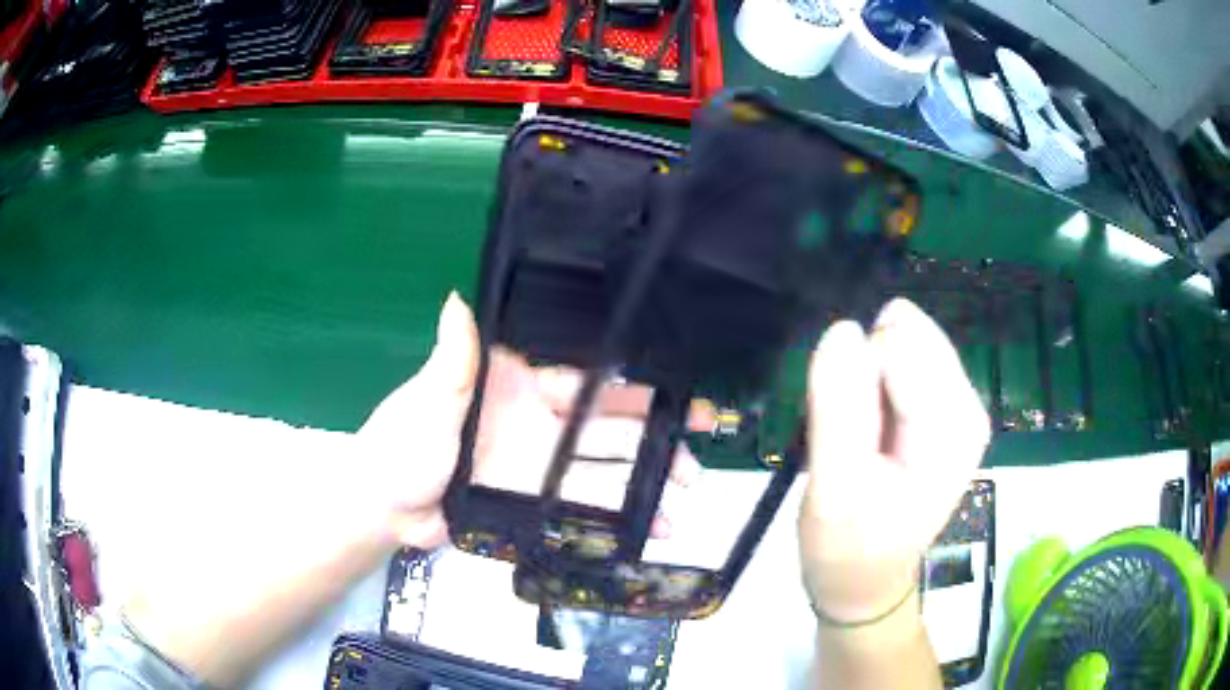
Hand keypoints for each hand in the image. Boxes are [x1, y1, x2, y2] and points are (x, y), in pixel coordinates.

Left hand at [358, 292, 705, 548]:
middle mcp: (541, 424)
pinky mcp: (538, 505)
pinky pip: (585, 511)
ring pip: (605, 472)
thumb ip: (454, 358)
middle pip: (609, 428)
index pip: (587, 381)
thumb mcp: (430, 397)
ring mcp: (542, 469)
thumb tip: (459, 298)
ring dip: (645, 483)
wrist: (384, 507)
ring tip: (685, 497)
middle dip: (656, 437)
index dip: (632, 385)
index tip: (675, 393)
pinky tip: (648, 530)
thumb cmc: (402, 443)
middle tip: (699, 451)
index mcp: (520, 386)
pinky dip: (617, 520)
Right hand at [798, 298, 989, 622]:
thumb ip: (840, 407)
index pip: (898, 346)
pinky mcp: (949, 410)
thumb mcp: (833, 485)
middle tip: (856, 437)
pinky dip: (878, 389)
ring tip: (864, 438)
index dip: (855, 376)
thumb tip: (843, 327)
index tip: (845, 429)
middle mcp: (969, 406)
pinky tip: (874, 433)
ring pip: (903, 346)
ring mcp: (962, 406)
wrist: (865, 582)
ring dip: (870, 384)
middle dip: (866, 376)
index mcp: (952, 427)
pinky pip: (905, 364)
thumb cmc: (847, 545)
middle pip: (905, 338)